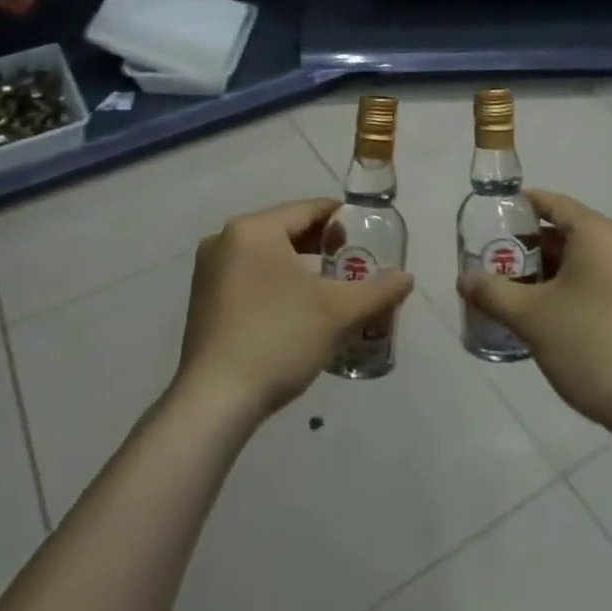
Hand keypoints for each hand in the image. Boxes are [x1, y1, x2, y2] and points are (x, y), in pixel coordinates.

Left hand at [177, 199, 415, 420]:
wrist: (215, 401)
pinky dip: (277, 283)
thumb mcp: (336, 312)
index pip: (308, 209)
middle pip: (286, 231)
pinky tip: (299, 309)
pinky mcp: (204, 300)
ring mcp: (209, 270)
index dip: (342, 219)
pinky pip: (250, 277)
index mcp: (253, 229)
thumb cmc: (278, 338)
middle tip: (356, 265)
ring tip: (333, 289)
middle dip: (323, 247)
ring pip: (268, 256)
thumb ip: (377, 291)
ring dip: (301, 268)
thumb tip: (407, 278)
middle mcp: (225, 239)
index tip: (369, 235)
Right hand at [458, 189, 611, 441]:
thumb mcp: (531, 317)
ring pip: (584, 260)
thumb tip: (463, 278)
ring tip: (513, 291)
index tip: (491, 216)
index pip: (554, 203)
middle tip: (494, 261)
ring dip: (549, 272)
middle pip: (568, 232)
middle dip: (529, 246)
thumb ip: (492, 292)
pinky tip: (548, 316)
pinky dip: (572, 288)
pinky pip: (600, 281)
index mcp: (600, 234)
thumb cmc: (591, 345)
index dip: (520, 206)